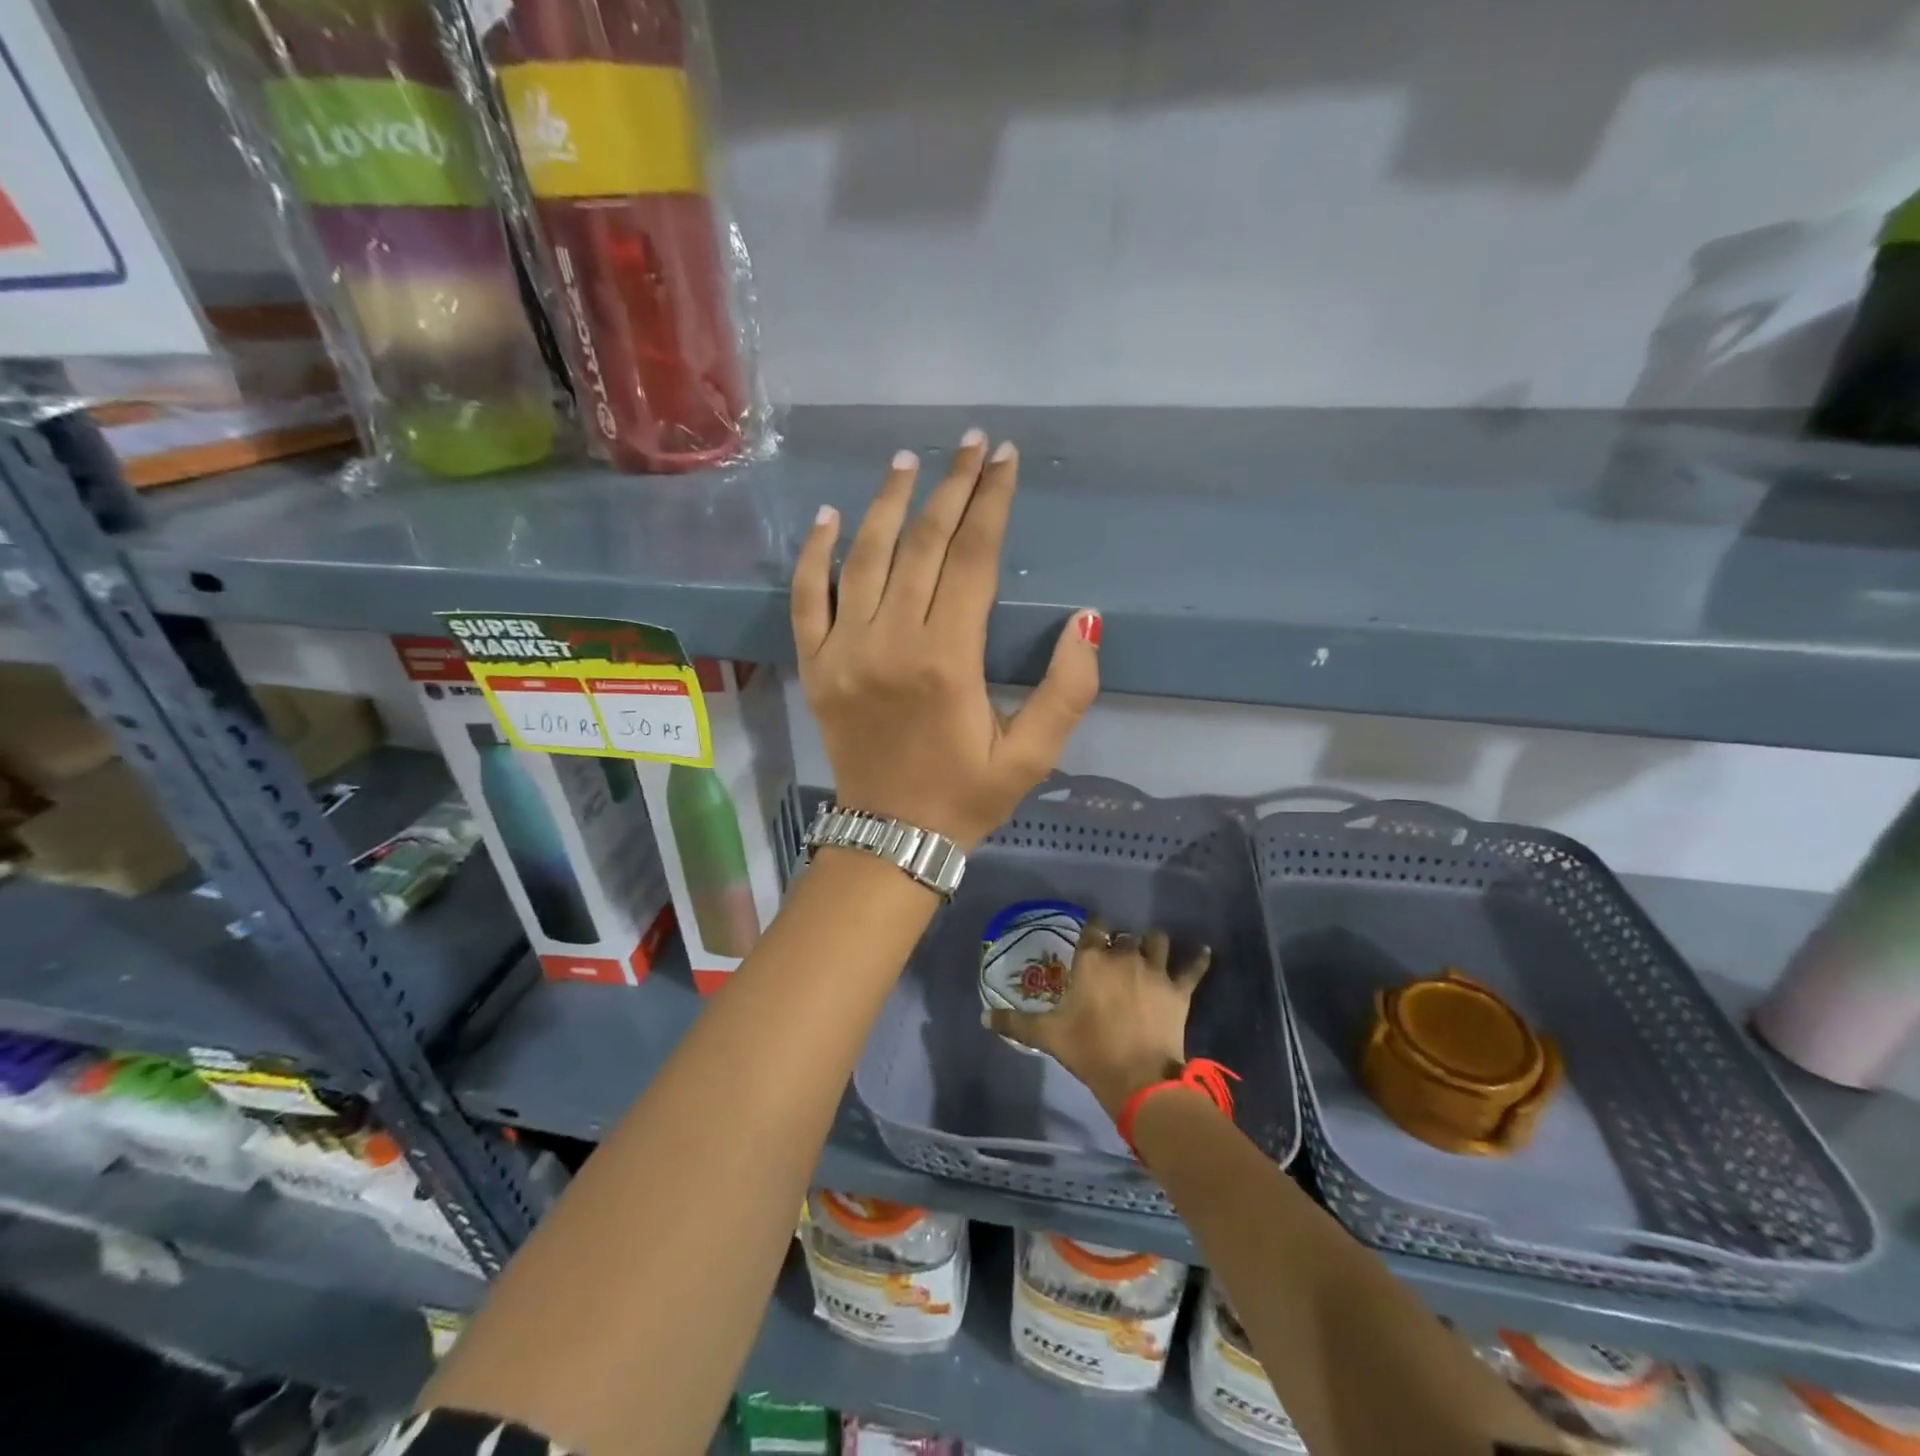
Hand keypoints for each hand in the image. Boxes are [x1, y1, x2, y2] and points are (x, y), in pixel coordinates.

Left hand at [790, 431, 1101, 847]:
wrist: (890, 838)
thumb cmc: (966, 796)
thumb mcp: (1032, 756)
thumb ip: (1067, 691)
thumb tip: (1083, 620)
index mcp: (946, 661)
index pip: (971, 559)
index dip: (990, 503)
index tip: (1003, 458)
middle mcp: (890, 643)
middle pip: (921, 545)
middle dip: (950, 488)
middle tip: (969, 444)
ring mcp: (843, 651)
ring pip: (863, 558)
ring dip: (887, 504)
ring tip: (908, 460)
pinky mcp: (815, 665)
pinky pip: (806, 597)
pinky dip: (813, 554)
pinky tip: (828, 517)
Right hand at [987, 917, 1211, 1119]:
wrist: (1137, 1077)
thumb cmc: (1087, 1049)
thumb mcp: (1046, 1036)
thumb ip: (1014, 1023)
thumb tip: (983, 1017)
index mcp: (1091, 960)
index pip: (1094, 927)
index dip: (1095, 930)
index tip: (1094, 937)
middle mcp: (1123, 956)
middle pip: (1124, 937)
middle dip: (1121, 945)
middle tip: (1117, 961)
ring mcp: (1154, 970)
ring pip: (1157, 941)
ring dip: (1153, 945)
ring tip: (1151, 952)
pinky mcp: (1179, 989)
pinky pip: (1193, 967)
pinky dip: (1199, 958)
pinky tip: (1204, 951)